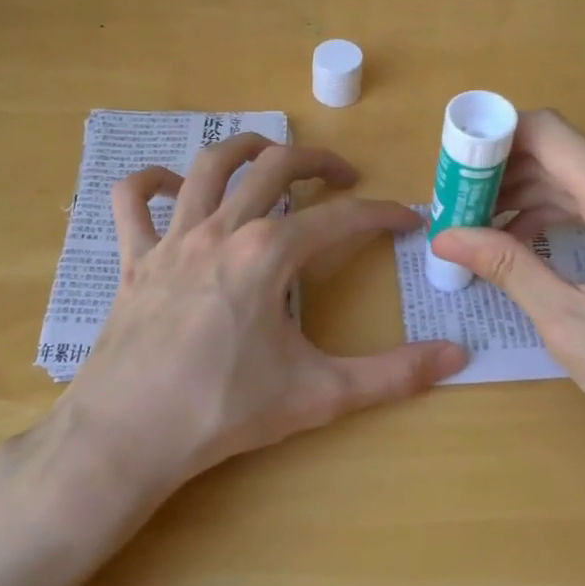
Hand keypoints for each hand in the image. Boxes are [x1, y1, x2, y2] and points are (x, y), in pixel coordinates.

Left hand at [56, 133, 467, 500]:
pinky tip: (173, 186)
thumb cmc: (225, 410)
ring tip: (271, 156)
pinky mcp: (134, 260)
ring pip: (209, 166)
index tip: (407, 219)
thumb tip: (457, 358)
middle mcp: (222, 230)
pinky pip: (132, 201)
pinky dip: (151, 182)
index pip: (341, 218)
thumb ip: (392, 375)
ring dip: (245, 149)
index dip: (382, 213)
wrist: (128, 436)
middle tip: (344, 176)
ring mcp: (172, 239)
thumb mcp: (320, 394)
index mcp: (269, 254)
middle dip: (319, 161)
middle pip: (276, 166)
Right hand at [431, 111, 584, 483]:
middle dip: (505, 177)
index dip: (494, 140)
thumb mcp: (568, 322)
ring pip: (584, 181)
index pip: (548, 133)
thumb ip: (507, 267)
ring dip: (531, 199)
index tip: (454, 171)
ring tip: (483, 232)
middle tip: (457, 211)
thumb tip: (445, 237)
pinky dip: (564, 216)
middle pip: (563, 156)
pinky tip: (531, 245)